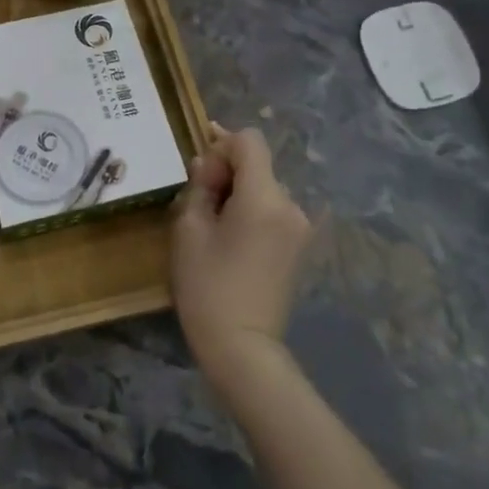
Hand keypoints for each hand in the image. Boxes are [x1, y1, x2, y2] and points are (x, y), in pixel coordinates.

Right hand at [171, 125, 310, 377]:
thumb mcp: (189, 230)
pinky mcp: (299, 247)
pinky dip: (252, 211)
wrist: (242, 347)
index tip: (200, 172)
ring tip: (212, 223)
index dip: (221, 145)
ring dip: (239, 192)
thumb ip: (199, 187)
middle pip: (258, 165)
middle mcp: (291, 206)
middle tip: (197, 199)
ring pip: (265, 188)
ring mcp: (300, 228)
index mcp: (264, 198)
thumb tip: (206, 164)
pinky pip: (273, 211)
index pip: (250, 142)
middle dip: (227, 171)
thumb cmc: (207, 286)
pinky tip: (230, 238)